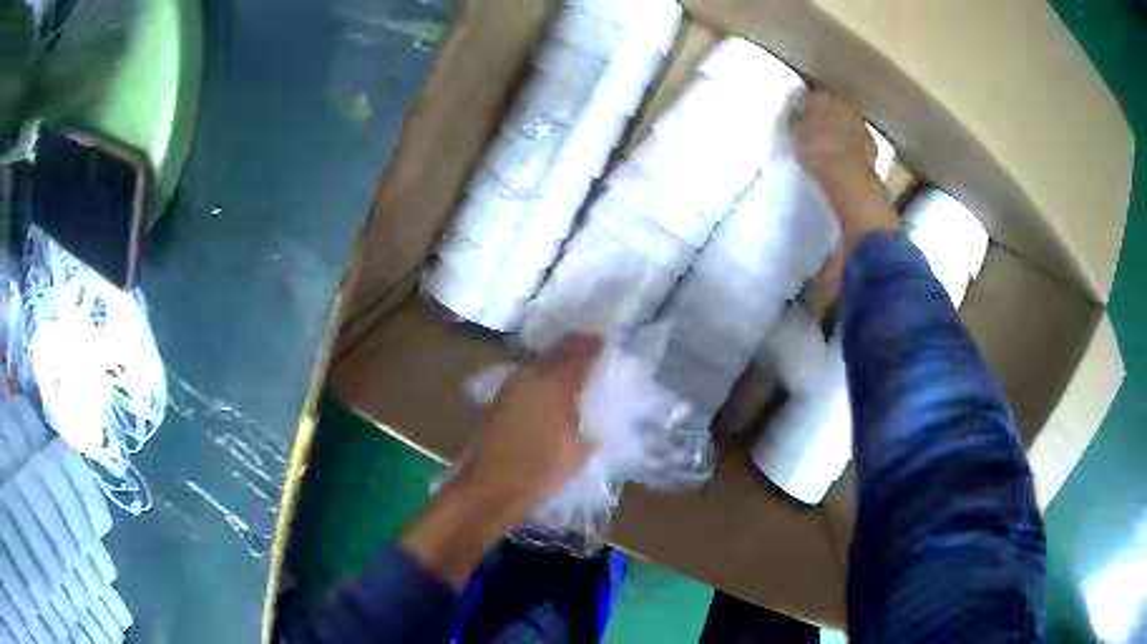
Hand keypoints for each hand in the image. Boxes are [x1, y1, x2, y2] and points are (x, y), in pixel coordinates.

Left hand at [461, 335, 600, 511]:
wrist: (491, 486)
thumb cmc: (540, 471)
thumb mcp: (579, 454)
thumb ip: (592, 431)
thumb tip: (599, 423)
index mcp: (556, 385)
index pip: (580, 353)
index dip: (596, 345)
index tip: (607, 342)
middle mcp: (533, 376)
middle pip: (558, 349)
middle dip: (576, 345)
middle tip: (592, 347)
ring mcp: (512, 385)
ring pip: (540, 360)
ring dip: (557, 358)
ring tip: (573, 366)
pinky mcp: (500, 398)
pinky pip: (528, 374)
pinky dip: (542, 373)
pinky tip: (550, 387)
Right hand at [791, 91, 901, 243]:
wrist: (848, 178)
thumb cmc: (816, 153)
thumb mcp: (796, 135)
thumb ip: (797, 121)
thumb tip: (799, 115)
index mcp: (820, 98)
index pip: (809, 96)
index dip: (804, 106)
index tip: (799, 117)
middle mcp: (843, 105)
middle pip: (832, 106)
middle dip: (826, 115)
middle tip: (816, 129)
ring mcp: (860, 124)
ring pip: (847, 121)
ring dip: (841, 129)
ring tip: (832, 144)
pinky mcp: (872, 144)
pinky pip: (858, 140)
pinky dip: (852, 145)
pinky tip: (846, 156)